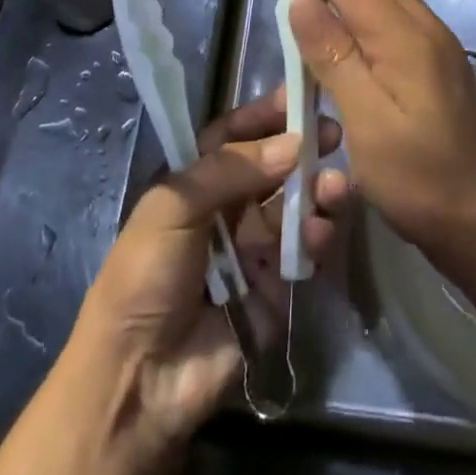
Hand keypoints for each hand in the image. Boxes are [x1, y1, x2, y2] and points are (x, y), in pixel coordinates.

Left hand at [65, 87, 348, 449]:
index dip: (263, 116)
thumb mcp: (174, 206)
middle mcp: (227, 208)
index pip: (233, 135)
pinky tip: (320, 229)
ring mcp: (253, 247)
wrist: (141, 378)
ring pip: (294, 204)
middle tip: (333, 133)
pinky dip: (317, 235)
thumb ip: (232, 168)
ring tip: (334, 184)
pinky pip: (304, 250)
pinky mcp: (276, 287)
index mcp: (195, 182)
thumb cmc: (146, 274)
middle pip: (272, 166)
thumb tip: (293, 144)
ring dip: (317, 189)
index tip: (298, 96)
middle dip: (302, 147)